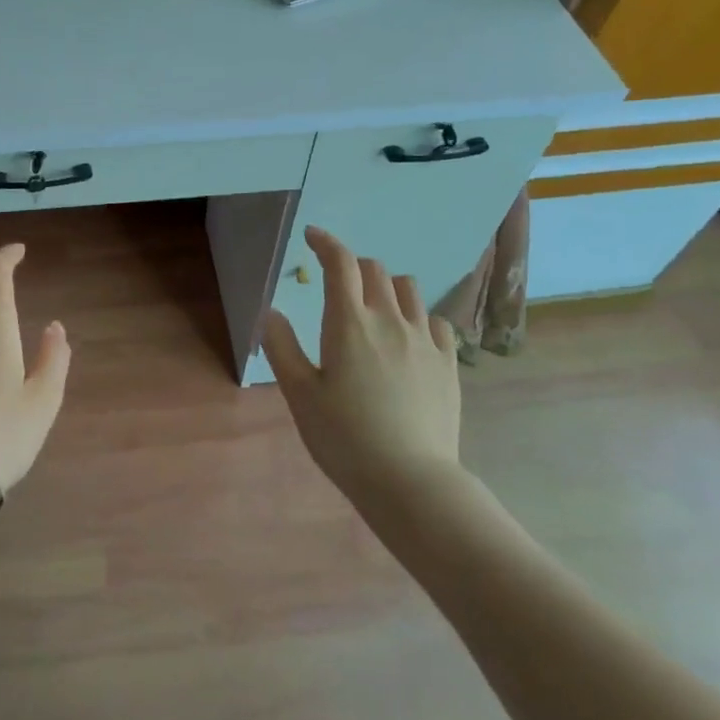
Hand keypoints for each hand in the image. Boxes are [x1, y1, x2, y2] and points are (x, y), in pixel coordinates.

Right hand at [261, 226, 463, 501]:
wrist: (411, 482)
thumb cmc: (345, 438)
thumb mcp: (299, 395)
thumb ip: (282, 347)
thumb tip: (271, 312)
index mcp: (349, 323)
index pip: (340, 263)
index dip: (325, 242)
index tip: (312, 237)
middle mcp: (389, 319)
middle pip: (374, 269)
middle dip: (353, 266)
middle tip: (337, 285)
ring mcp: (423, 339)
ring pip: (408, 288)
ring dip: (387, 286)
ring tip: (374, 308)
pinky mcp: (448, 362)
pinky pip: (436, 320)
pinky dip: (418, 317)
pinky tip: (408, 338)